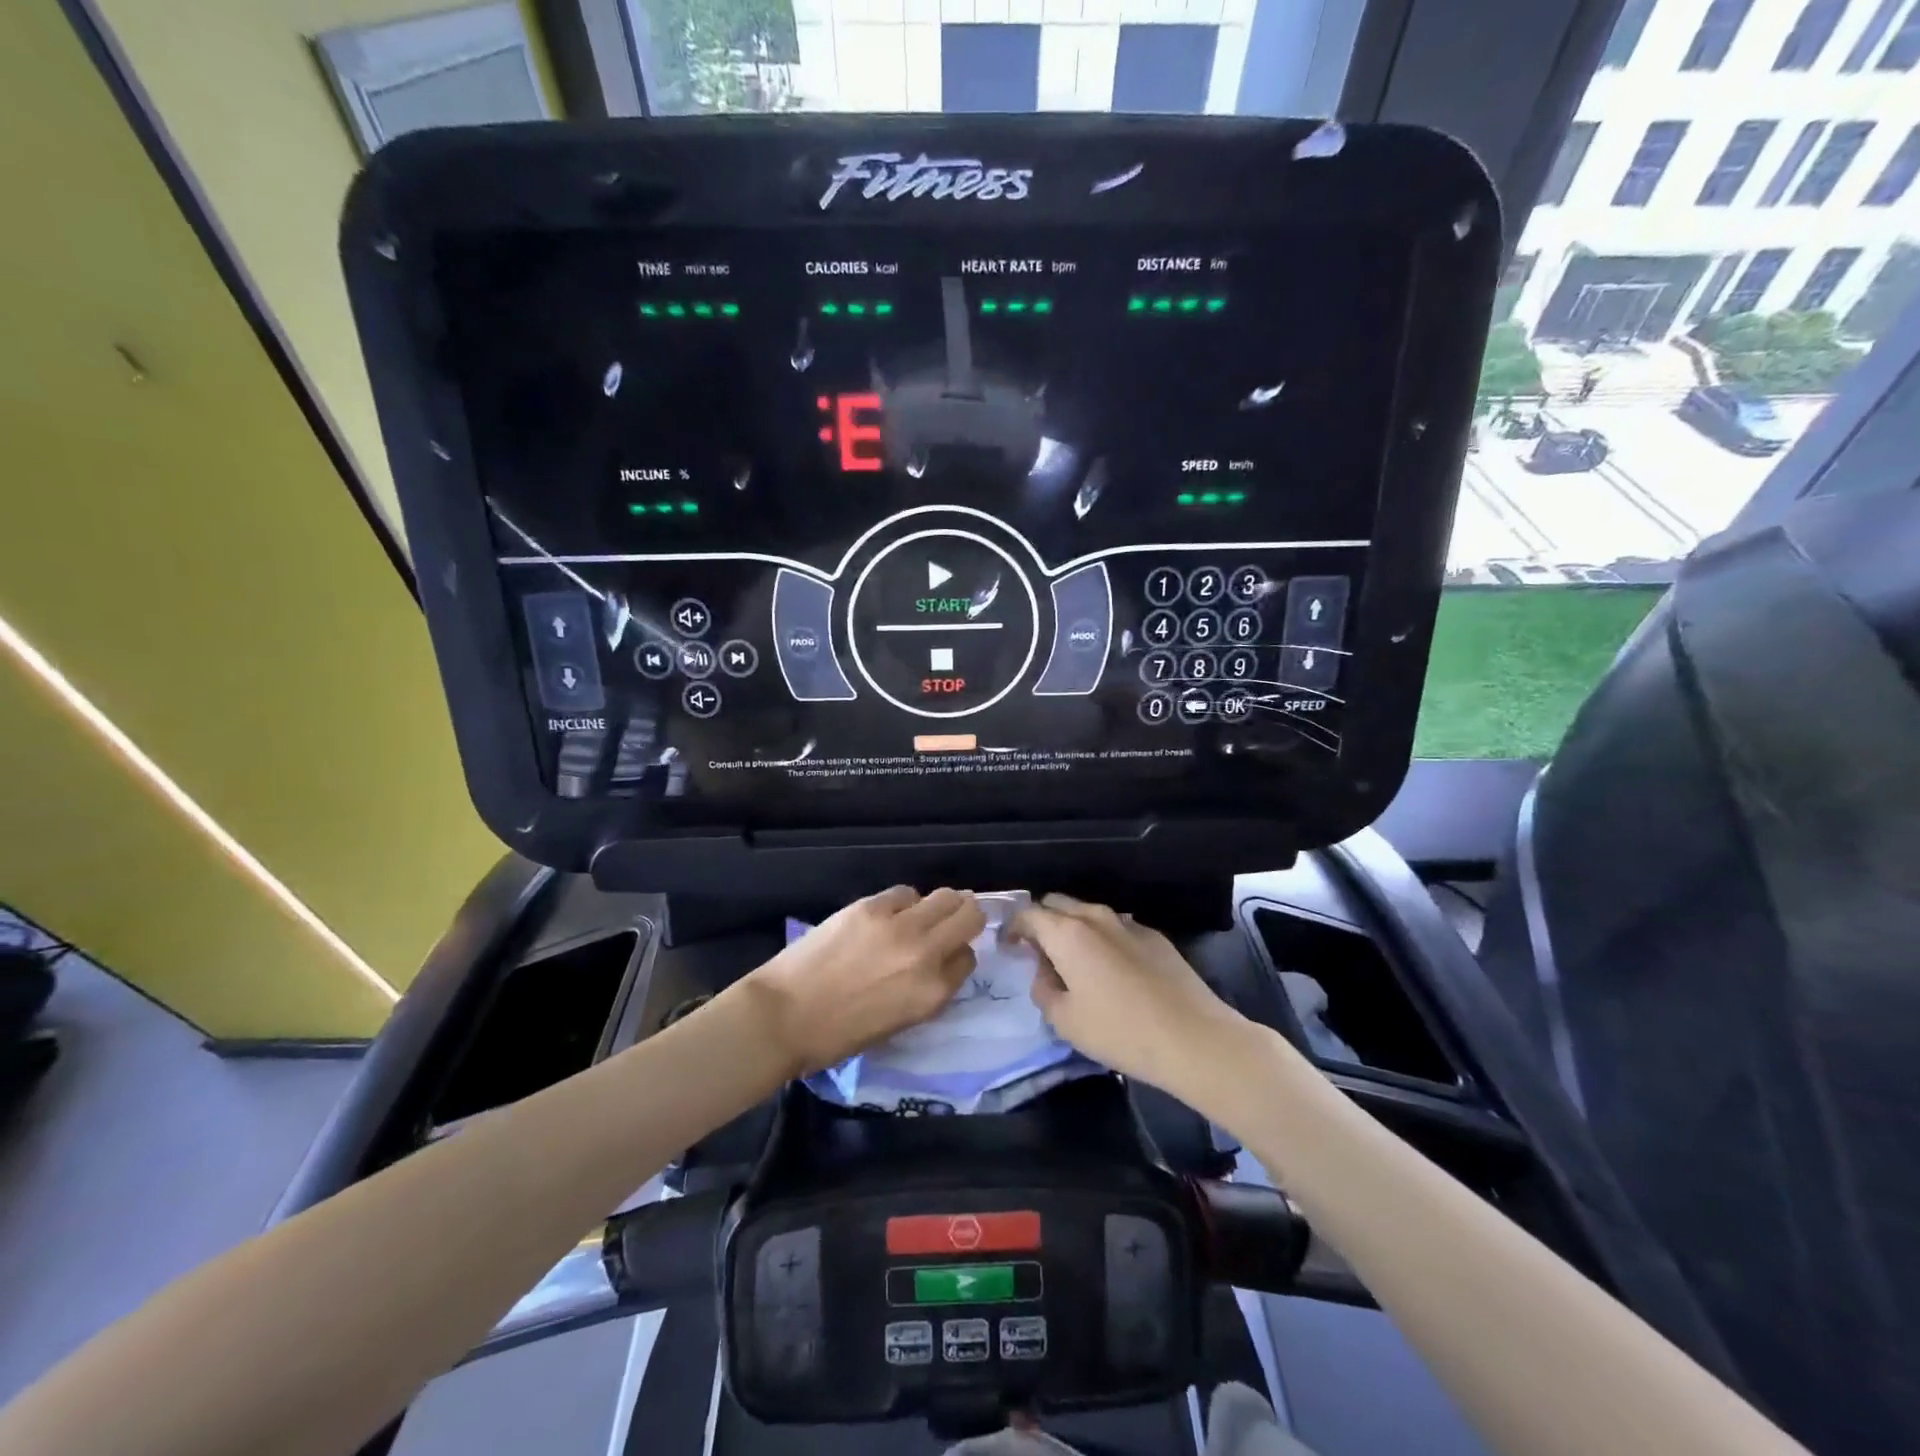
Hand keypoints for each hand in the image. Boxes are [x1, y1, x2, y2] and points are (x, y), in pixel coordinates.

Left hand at [746, 887, 985, 1074]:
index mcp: (933, 994)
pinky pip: (905, 892)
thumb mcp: (898, 1023)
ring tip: (919, 915)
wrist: (784, 1016)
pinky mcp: (872, 906)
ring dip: (939, 905)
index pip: (968, 959)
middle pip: (969, 917)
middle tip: (949, 923)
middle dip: (965, 918)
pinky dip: (903, 902)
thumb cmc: (837, 1036)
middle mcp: (926, 954)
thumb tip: (935, 964)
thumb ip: (926, 991)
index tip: (945, 957)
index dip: (957, 956)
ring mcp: (900, 926)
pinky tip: (886, 914)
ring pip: (946, 896)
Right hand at [1009, 894, 1245, 1097]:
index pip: (1028, 914)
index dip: (1013, 928)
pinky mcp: (1154, 936)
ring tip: (1074, 963)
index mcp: (1067, 933)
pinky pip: (1116, 928)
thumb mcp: (1065, 1021)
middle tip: (1039, 954)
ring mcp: (1128, 923)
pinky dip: (1103, 940)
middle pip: (1057, 904)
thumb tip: (1044, 971)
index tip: (1009, 948)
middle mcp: (1095, 917)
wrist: (1193, 1038)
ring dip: (1073, 930)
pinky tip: (1112, 971)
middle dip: (1042, 922)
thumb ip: (1043, 989)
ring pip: (1088, 914)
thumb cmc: (1120, 1031)